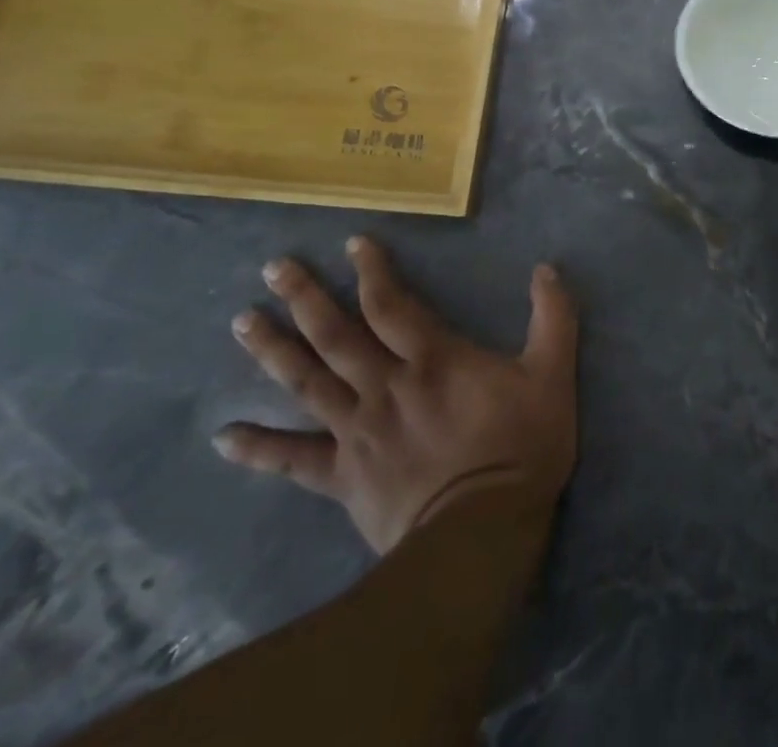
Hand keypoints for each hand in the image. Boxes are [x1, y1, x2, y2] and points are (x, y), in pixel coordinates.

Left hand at [213, 237, 577, 553]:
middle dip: (305, 298)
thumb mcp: (553, 374)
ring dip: (274, 351)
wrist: (481, 534)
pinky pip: (293, 460)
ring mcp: (357, 432)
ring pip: (308, 383)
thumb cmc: (521, 447)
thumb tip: (547, 268)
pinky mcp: (342, 477)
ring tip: (242, 322)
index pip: (392, 304)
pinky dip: (258, 448)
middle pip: (337, 335)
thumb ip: (553, 317)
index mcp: (434, 359)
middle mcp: (386, 386)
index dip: (372, 271)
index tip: (352, 243)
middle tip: (273, 268)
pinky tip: (224, 437)